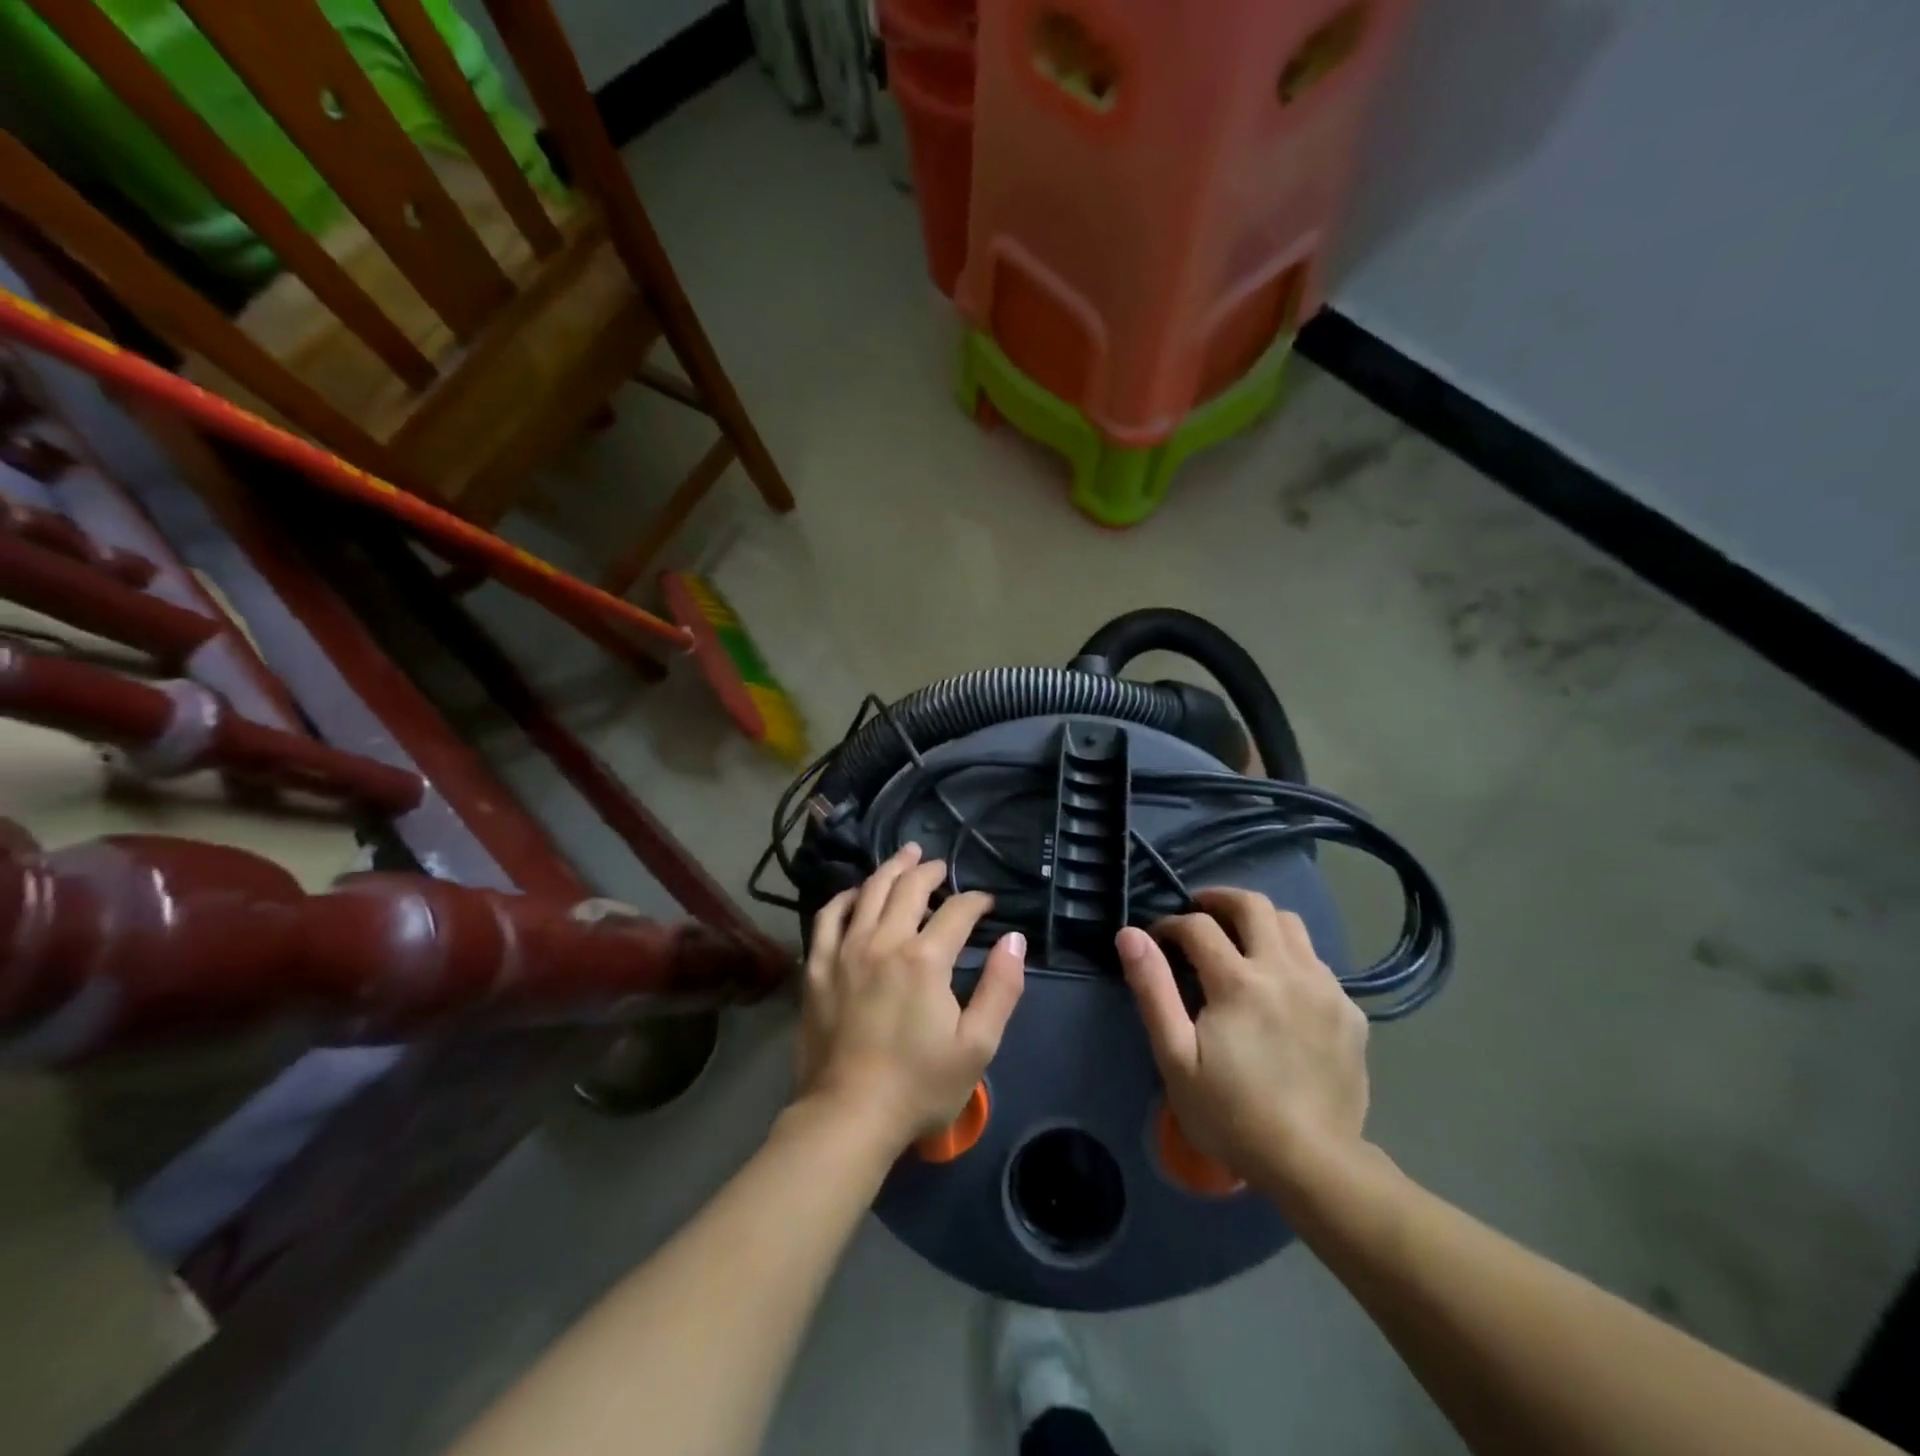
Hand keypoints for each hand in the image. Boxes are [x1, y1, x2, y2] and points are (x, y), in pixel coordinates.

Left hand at [796, 843, 1026, 1148]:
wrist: (847, 1117)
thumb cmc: (918, 1085)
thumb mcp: (977, 1046)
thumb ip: (1001, 988)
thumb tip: (1014, 939)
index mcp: (925, 959)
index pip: (957, 912)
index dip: (976, 902)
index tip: (986, 904)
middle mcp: (884, 942)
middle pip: (909, 888)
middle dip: (930, 871)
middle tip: (940, 866)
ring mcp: (845, 951)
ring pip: (868, 892)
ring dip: (890, 870)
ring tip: (904, 857)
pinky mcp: (817, 967)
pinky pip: (827, 917)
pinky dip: (844, 898)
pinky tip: (854, 894)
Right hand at [1117, 888, 1369, 1192]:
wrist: (1314, 1165)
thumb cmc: (1231, 1114)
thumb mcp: (1175, 1056)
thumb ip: (1153, 989)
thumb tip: (1130, 934)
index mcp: (1239, 981)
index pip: (1198, 925)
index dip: (1171, 924)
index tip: (1158, 940)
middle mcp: (1286, 970)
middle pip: (1254, 905)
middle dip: (1219, 900)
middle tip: (1198, 914)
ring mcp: (1325, 988)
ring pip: (1292, 924)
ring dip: (1259, 922)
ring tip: (1239, 942)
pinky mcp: (1350, 1011)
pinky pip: (1317, 962)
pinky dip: (1290, 957)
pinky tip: (1278, 988)